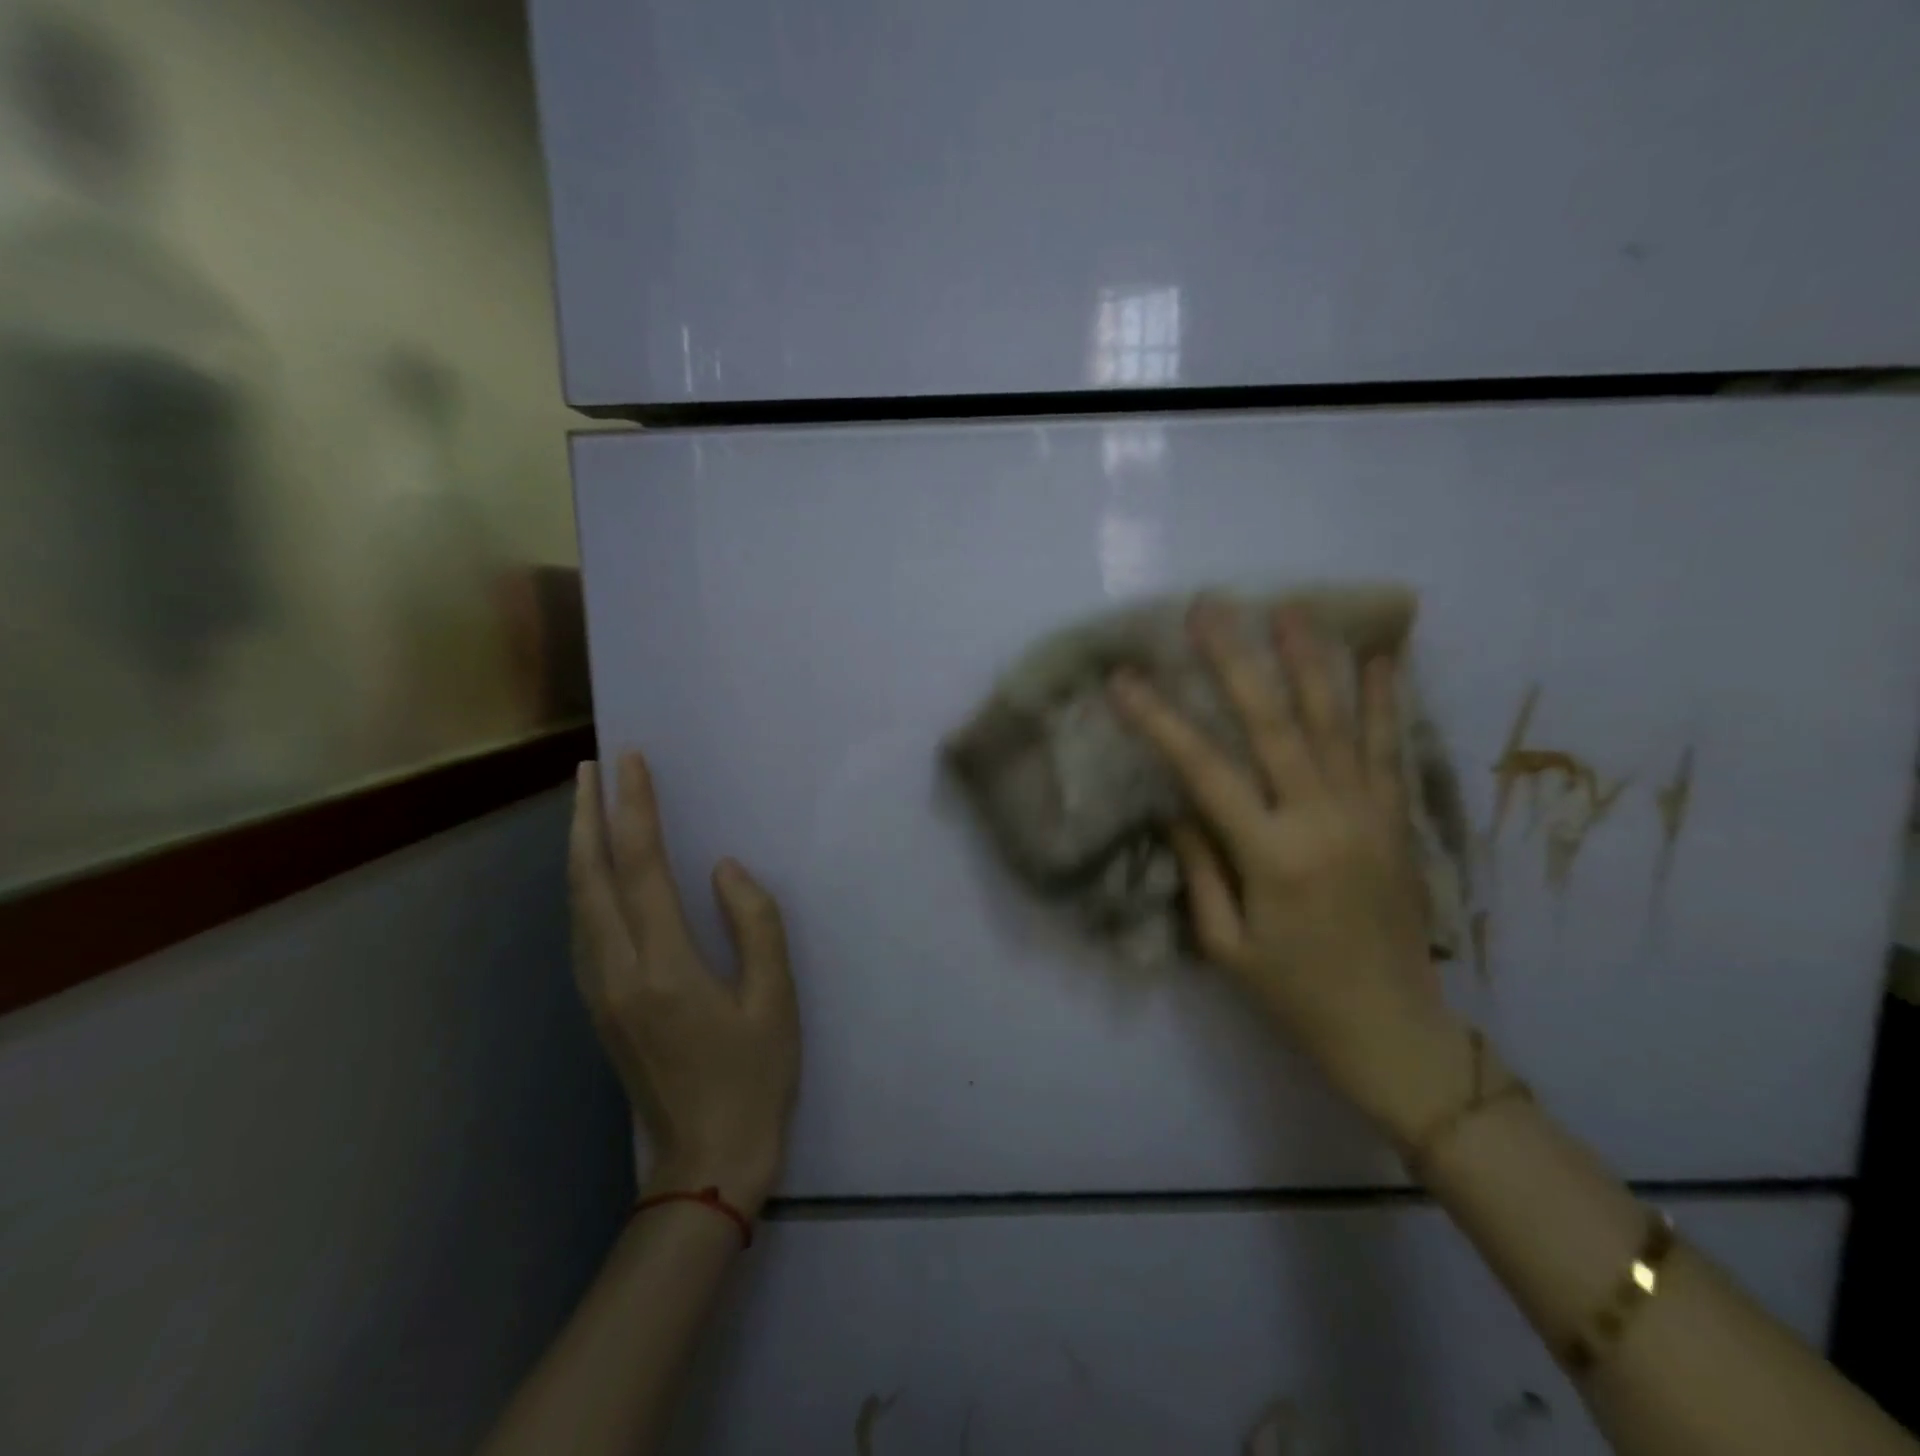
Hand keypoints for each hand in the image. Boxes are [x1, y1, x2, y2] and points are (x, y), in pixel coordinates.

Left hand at [569, 753, 800, 1214]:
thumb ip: (755, 924)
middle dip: (587, 817)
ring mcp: (599, 993)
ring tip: (585, 807)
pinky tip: (592, 875)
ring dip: (578, 848)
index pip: (642, 867)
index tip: (630, 762)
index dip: (636, 809)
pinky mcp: (599, 1008)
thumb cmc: (754, 1078)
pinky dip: (582, 887)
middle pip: (590, 879)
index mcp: (664, 968)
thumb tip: (723, 869)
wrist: (706, 1163)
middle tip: (590, 769)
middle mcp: (617, 973)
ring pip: (577, 905)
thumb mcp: (776, 999)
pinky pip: (581, 931)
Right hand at [1108, 599, 1468, 1139]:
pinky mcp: (1397, 820)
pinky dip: (1383, 701)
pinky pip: (1388, 749)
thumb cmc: (1294, 994)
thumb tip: (1177, 805)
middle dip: (1236, 661)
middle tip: (1210, 608)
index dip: (1160, 720)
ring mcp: (1368, 814)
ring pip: (1336, 722)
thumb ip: (1201, 867)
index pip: (1204, 771)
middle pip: (1274, 724)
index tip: (1125, 679)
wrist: (1395, 1030)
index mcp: (1271, 855)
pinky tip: (1379, 658)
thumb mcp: (1226, 944)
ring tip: (1290, 609)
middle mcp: (1322, 820)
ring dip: (1311, 661)